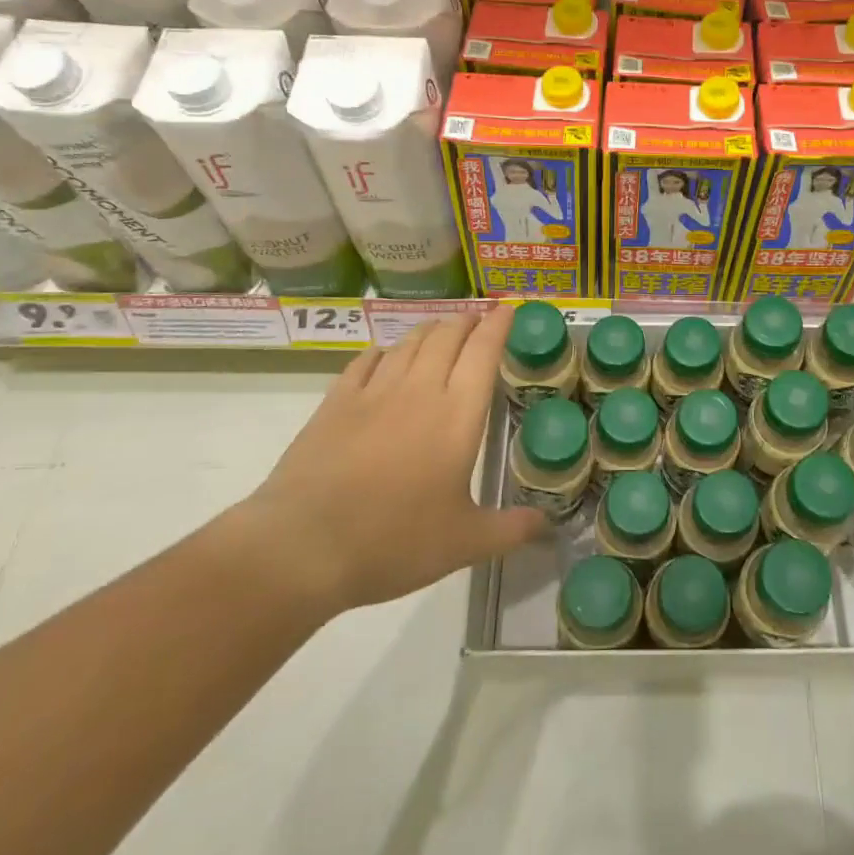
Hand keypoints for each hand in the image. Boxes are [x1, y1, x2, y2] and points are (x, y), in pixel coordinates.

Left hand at [239, 308, 546, 617]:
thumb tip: (549, 525)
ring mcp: (374, 392)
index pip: (484, 351)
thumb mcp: (464, 543)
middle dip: (466, 321)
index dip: (498, 324)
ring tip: (440, 330)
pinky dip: (383, 351)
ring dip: (430, 329)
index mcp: (457, 415)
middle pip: (447, 336)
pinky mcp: (335, 402)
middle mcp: (419, 390)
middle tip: (477, 320)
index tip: (508, 308)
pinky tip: (385, 355)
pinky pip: (366, 361)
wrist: (304, 546)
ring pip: (409, 343)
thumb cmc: (394, 542)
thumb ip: (511, 529)